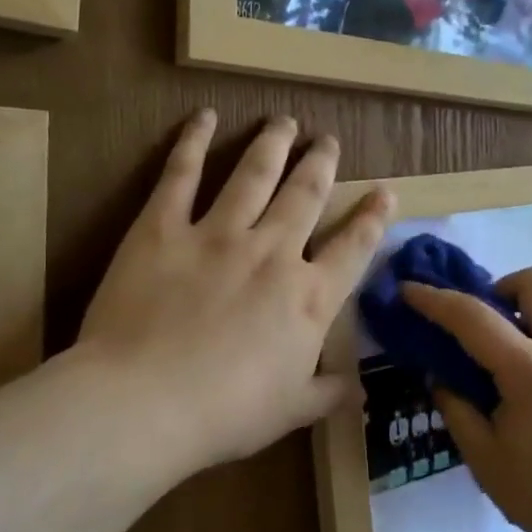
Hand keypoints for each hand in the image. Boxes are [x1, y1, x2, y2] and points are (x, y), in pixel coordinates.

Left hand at [75, 110, 393, 485]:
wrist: (146, 402)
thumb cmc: (227, 414)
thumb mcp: (291, 411)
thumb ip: (328, 392)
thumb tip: (358, 389)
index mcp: (309, 298)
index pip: (353, 247)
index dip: (372, 216)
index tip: (385, 189)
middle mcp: (273, 253)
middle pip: (306, 195)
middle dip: (321, 164)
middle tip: (328, 140)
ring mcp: (217, 235)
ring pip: (254, 175)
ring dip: (273, 144)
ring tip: (284, 122)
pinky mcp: (163, 229)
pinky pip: (181, 175)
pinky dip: (192, 142)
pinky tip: (204, 117)